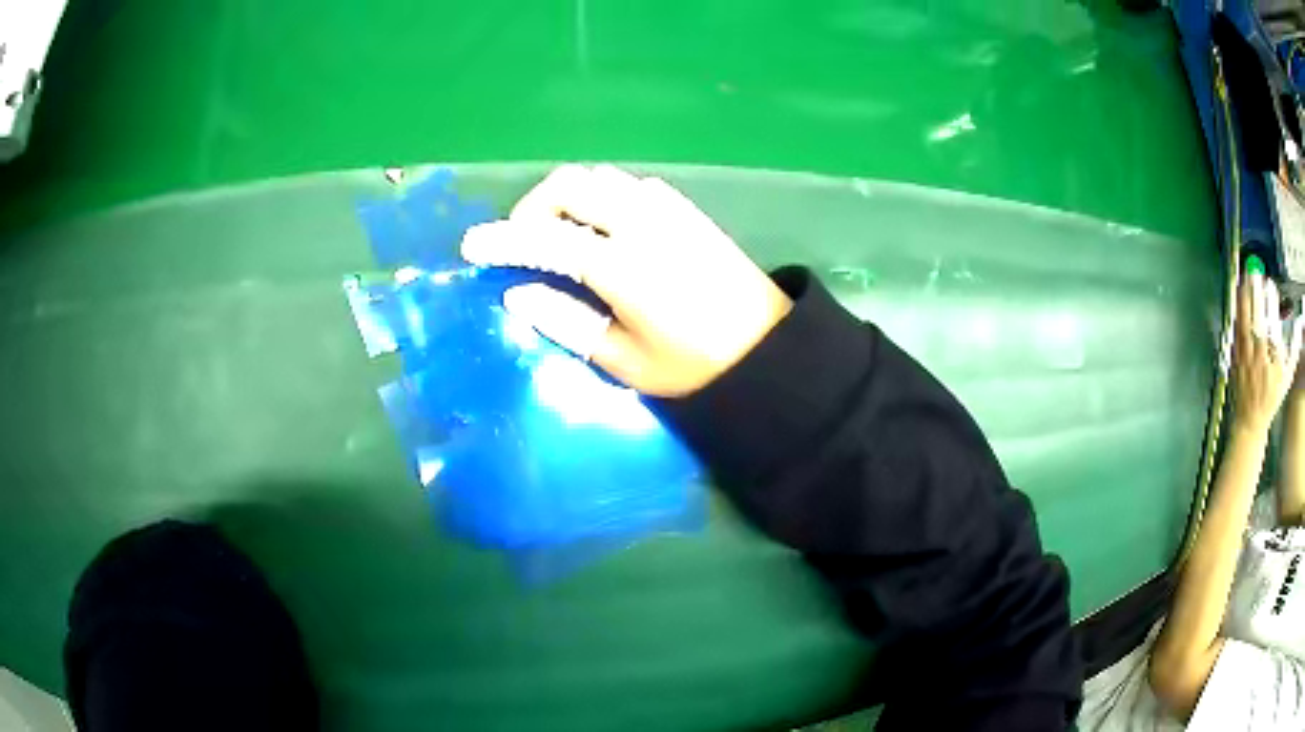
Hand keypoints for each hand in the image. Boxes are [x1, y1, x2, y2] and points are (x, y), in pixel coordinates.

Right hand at [461, 165, 792, 396]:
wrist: (770, 350)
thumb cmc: (695, 366)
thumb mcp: (624, 361)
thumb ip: (567, 322)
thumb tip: (519, 294)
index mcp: (622, 265)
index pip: (545, 238)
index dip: (502, 239)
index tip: (473, 246)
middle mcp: (642, 222)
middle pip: (570, 185)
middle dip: (532, 206)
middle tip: (521, 242)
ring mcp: (668, 209)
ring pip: (600, 178)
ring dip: (568, 197)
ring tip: (558, 234)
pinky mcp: (688, 209)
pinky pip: (630, 186)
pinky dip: (602, 196)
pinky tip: (604, 228)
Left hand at [1232, 271, 1303, 434]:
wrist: (1250, 422)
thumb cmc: (1272, 397)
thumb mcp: (1286, 377)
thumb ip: (1294, 349)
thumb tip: (1299, 323)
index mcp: (1273, 365)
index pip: (1273, 328)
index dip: (1272, 305)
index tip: (1271, 285)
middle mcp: (1259, 361)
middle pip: (1258, 322)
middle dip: (1257, 295)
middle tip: (1257, 273)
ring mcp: (1245, 360)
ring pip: (1245, 323)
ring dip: (1246, 297)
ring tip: (1247, 276)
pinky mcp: (1235, 359)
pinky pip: (1236, 330)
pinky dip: (1238, 310)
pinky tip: (1239, 294)